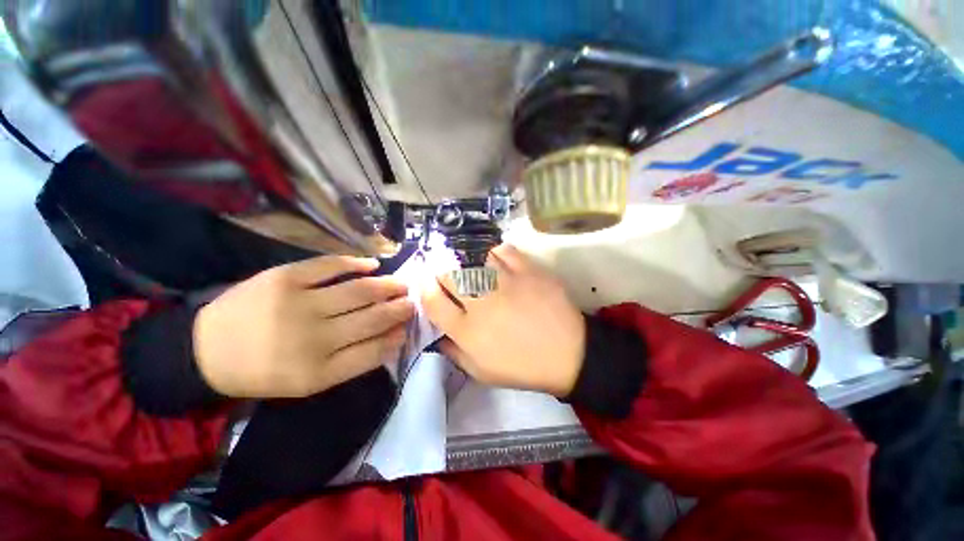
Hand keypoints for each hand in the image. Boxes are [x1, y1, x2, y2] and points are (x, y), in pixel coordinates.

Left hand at [193, 256, 414, 397]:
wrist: (206, 351)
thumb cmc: (265, 371)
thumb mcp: (310, 382)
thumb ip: (355, 361)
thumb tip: (393, 337)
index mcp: (319, 370)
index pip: (375, 350)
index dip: (397, 336)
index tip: (408, 327)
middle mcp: (314, 337)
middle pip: (373, 317)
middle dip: (400, 308)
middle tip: (412, 301)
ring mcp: (299, 303)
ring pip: (360, 291)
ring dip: (388, 286)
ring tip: (402, 284)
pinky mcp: (284, 277)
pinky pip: (330, 265)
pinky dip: (356, 263)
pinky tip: (373, 264)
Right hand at [421, 244, 585, 396]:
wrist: (568, 354)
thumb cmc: (523, 366)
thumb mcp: (481, 372)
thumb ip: (454, 352)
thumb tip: (438, 333)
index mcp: (468, 331)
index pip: (432, 301)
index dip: (425, 289)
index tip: (429, 286)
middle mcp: (481, 303)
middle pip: (448, 274)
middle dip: (442, 273)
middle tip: (450, 277)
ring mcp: (506, 283)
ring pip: (473, 259)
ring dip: (468, 263)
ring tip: (475, 270)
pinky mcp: (528, 270)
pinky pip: (503, 250)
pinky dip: (495, 253)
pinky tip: (497, 262)